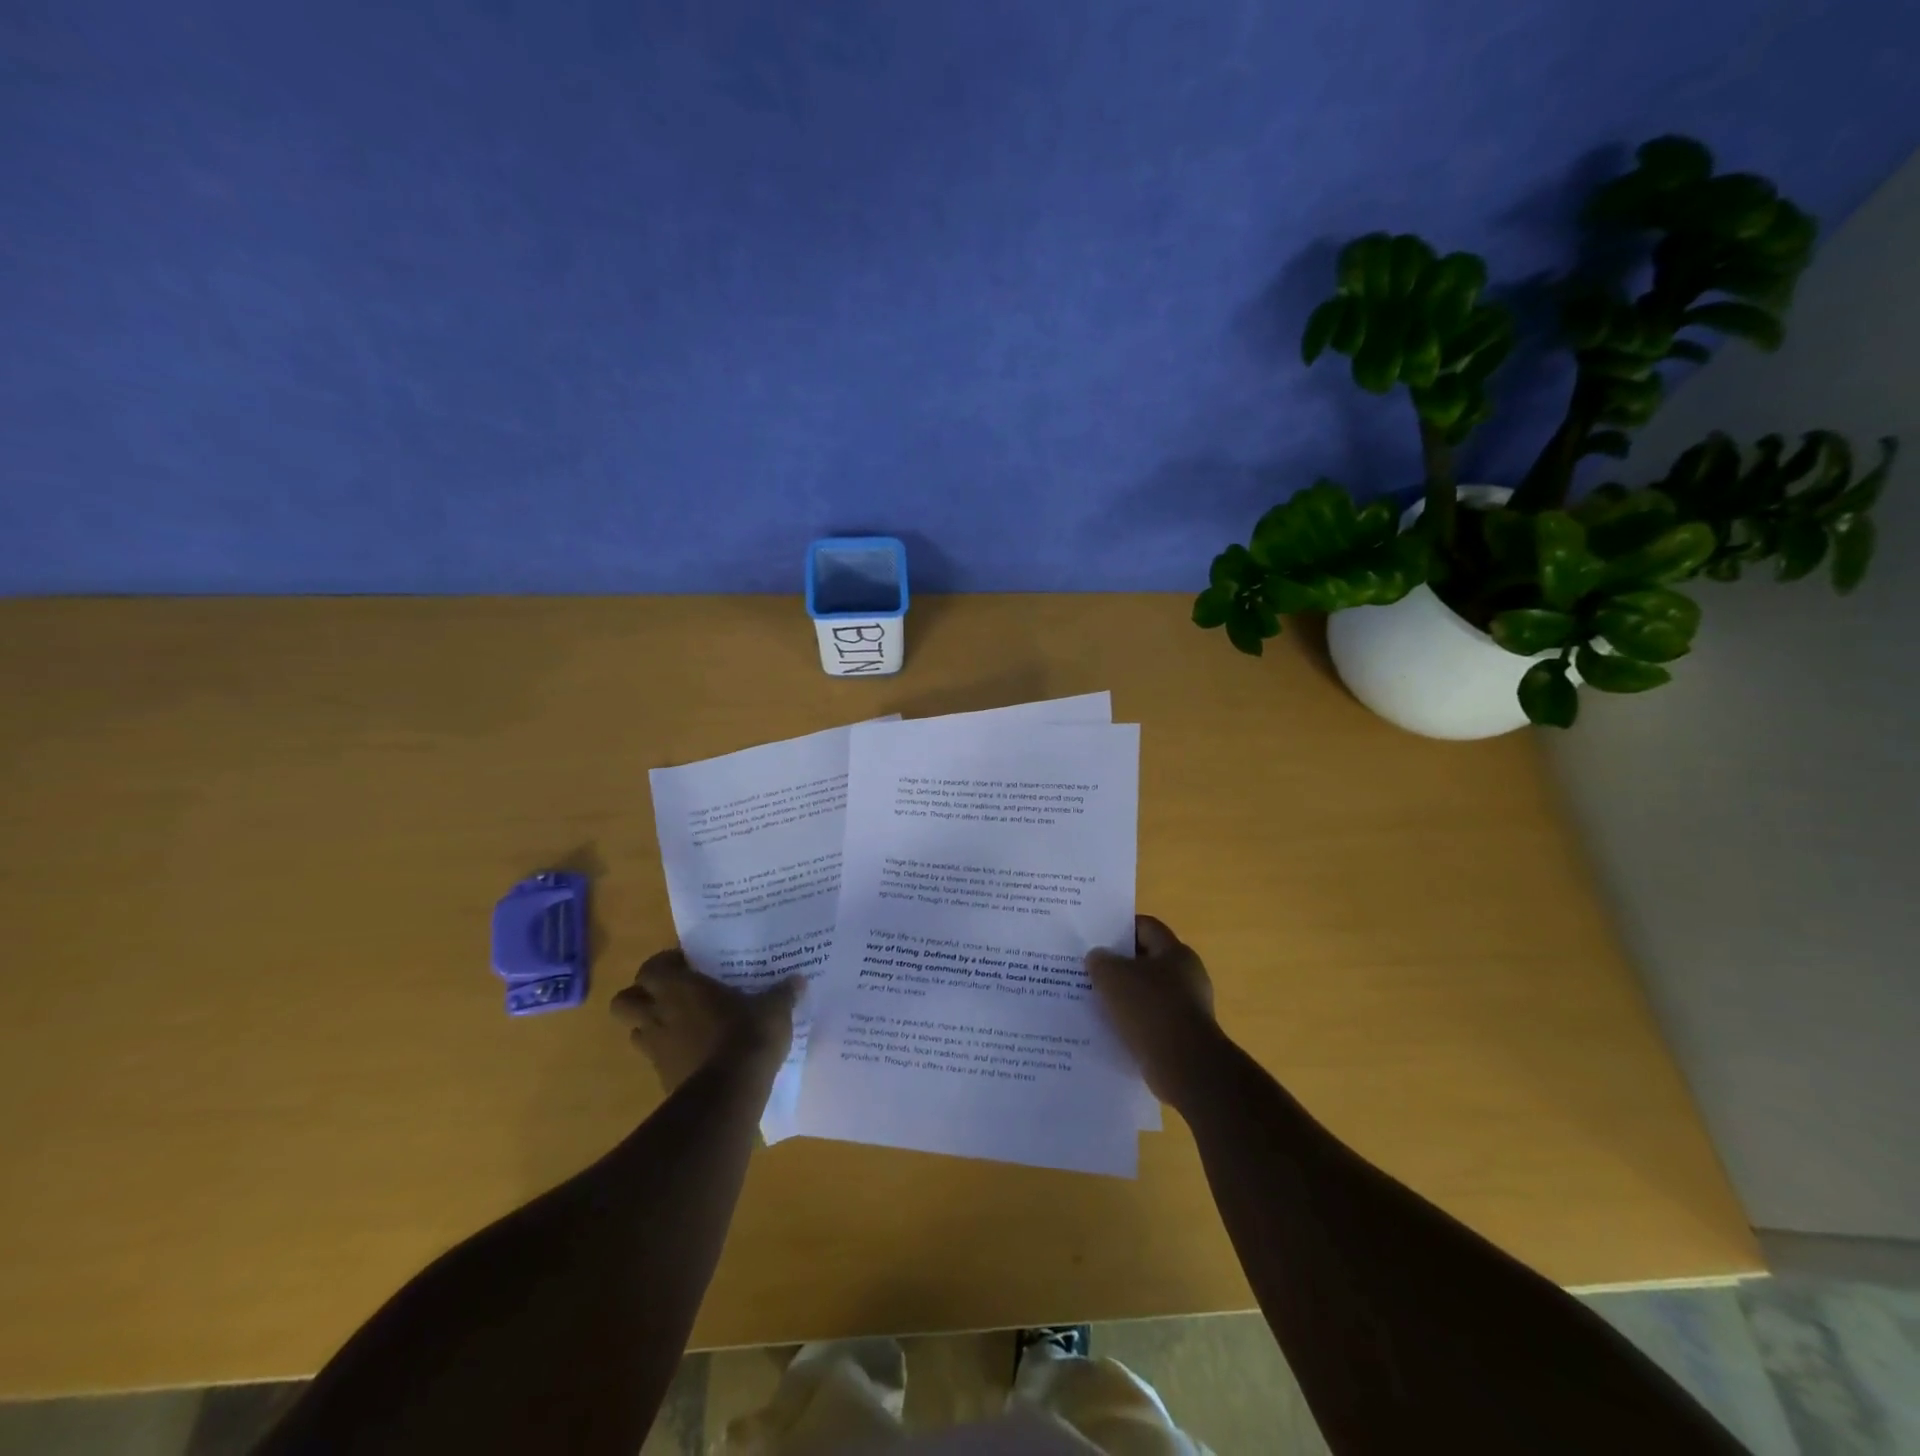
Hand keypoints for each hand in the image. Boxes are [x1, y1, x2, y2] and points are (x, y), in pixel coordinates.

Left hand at [611, 951, 798, 1093]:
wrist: (730, 1093)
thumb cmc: (748, 1035)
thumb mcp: (774, 1009)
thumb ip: (782, 993)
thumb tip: (798, 981)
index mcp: (679, 989)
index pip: (650, 968)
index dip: (664, 965)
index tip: (687, 966)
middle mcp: (659, 1015)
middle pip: (624, 1002)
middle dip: (640, 997)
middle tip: (671, 995)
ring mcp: (655, 1050)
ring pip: (635, 1033)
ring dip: (651, 1027)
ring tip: (680, 1025)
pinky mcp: (662, 1079)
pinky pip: (656, 1061)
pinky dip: (668, 1056)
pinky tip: (694, 1056)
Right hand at [1087, 916, 1222, 1105]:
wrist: (1185, 1067)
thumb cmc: (1150, 1009)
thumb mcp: (1112, 976)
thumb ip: (1100, 960)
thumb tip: (1098, 957)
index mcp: (1176, 952)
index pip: (1146, 927)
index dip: (1120, 929)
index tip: (1096, 939)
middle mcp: (1187, 975)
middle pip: (1147, 960)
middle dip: (1119, 965)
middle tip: (1090, 970)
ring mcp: (1188, 1007)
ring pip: (1148, 993)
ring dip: (1125, 997)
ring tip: (1095, 1002)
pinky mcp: (1184, 1036)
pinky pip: (1153, 1021)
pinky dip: (1134, 1023)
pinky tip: (1112, 1029)